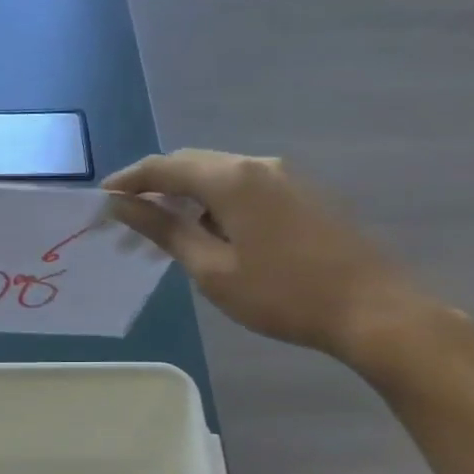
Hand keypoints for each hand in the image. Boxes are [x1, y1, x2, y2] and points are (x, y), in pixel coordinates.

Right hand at [104, 149, 442, 370]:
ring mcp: (287, 177)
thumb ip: (164, 230)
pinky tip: (209, 234)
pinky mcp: (303, 194)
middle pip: (193, 164)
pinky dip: (215, 204)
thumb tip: (122, 206)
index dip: (129, 181)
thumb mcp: (212, 269)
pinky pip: (245, 187)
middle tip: (127, 220)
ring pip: (220, 176)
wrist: (372, 309)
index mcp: (233, 178)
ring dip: (186, 197)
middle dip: (155, 187)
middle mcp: (259, 164)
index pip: (165, 167)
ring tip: (163, 233)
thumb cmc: (282, 295)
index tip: (101, 200)